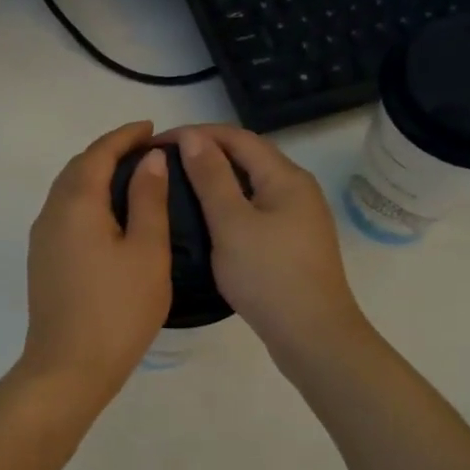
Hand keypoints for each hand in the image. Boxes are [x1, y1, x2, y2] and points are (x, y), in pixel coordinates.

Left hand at [18, 121, 172, 410]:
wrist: (68, 368)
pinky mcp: (42, 261)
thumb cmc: (117, 309)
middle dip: (109, 152)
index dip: (125, 136)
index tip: (151, 128)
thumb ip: (148, 199)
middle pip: (77, 168)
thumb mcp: (147, 251)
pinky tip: (109, 215)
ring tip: (131, 177)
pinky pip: (64, 213)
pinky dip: (87, 199)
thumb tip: (149, 159)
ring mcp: (42, 239)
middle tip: (145, 150)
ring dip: (96, 175)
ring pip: (68, 191)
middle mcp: (51, 213)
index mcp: (76, 204)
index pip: (98, 154)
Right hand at [170, 124, 367, 361]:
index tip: (157, 143)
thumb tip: (195, 136)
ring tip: (179, 187)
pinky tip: (208, 220)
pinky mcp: (293, 243)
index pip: (237, 137)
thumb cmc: (268, 276)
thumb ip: (211, 177)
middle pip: (248, 157)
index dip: (196, 133)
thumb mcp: (232, 223)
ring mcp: (299, 218)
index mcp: (286, 177)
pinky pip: (256, 209)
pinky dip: (229, 204)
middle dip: (206, 152)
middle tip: (164, 163)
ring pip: (252, 185)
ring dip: (217, 179)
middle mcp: (298, 189)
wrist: (313, 336)